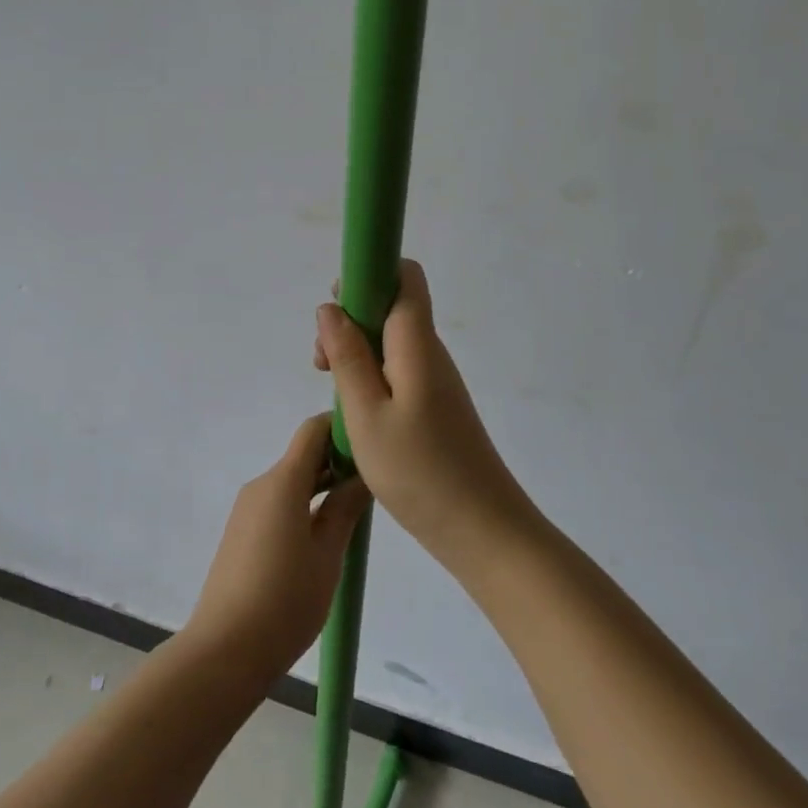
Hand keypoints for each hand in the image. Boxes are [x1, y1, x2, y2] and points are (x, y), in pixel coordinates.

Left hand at [185, 414, 371, 681]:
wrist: (225, 649)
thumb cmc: (285, 600)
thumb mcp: (327, 555)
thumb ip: (345, 509)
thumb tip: (363, 474)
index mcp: (283, 481)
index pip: (312, 431)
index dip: (341, 429)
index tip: (370, 447)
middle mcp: (261, 484)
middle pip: (302, 457)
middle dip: (336, 463)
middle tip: (372, 486)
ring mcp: (247, 508)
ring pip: (291, 483)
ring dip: (321, 488)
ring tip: (353, 516)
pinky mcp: (241, 532)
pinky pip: (277, 505)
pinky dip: (302, 508)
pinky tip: (321, 540)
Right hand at [315, 260, 538, 573]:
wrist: (485, 533)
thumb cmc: (420, 472)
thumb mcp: (366, 414)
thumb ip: (347, 356)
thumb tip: (329, 307)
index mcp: (417, 343)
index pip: (404, 275)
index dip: (368, 274)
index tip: (335, 307)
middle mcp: (430, 352)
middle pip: (390, 307)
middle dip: (350, 321)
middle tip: (322, 365)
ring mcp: (435, 380)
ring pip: (390, 342)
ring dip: (356, 354)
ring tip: (334, 394)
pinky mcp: (436, 405)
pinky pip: (397, 371)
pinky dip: (370, 379)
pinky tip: (356, 415)